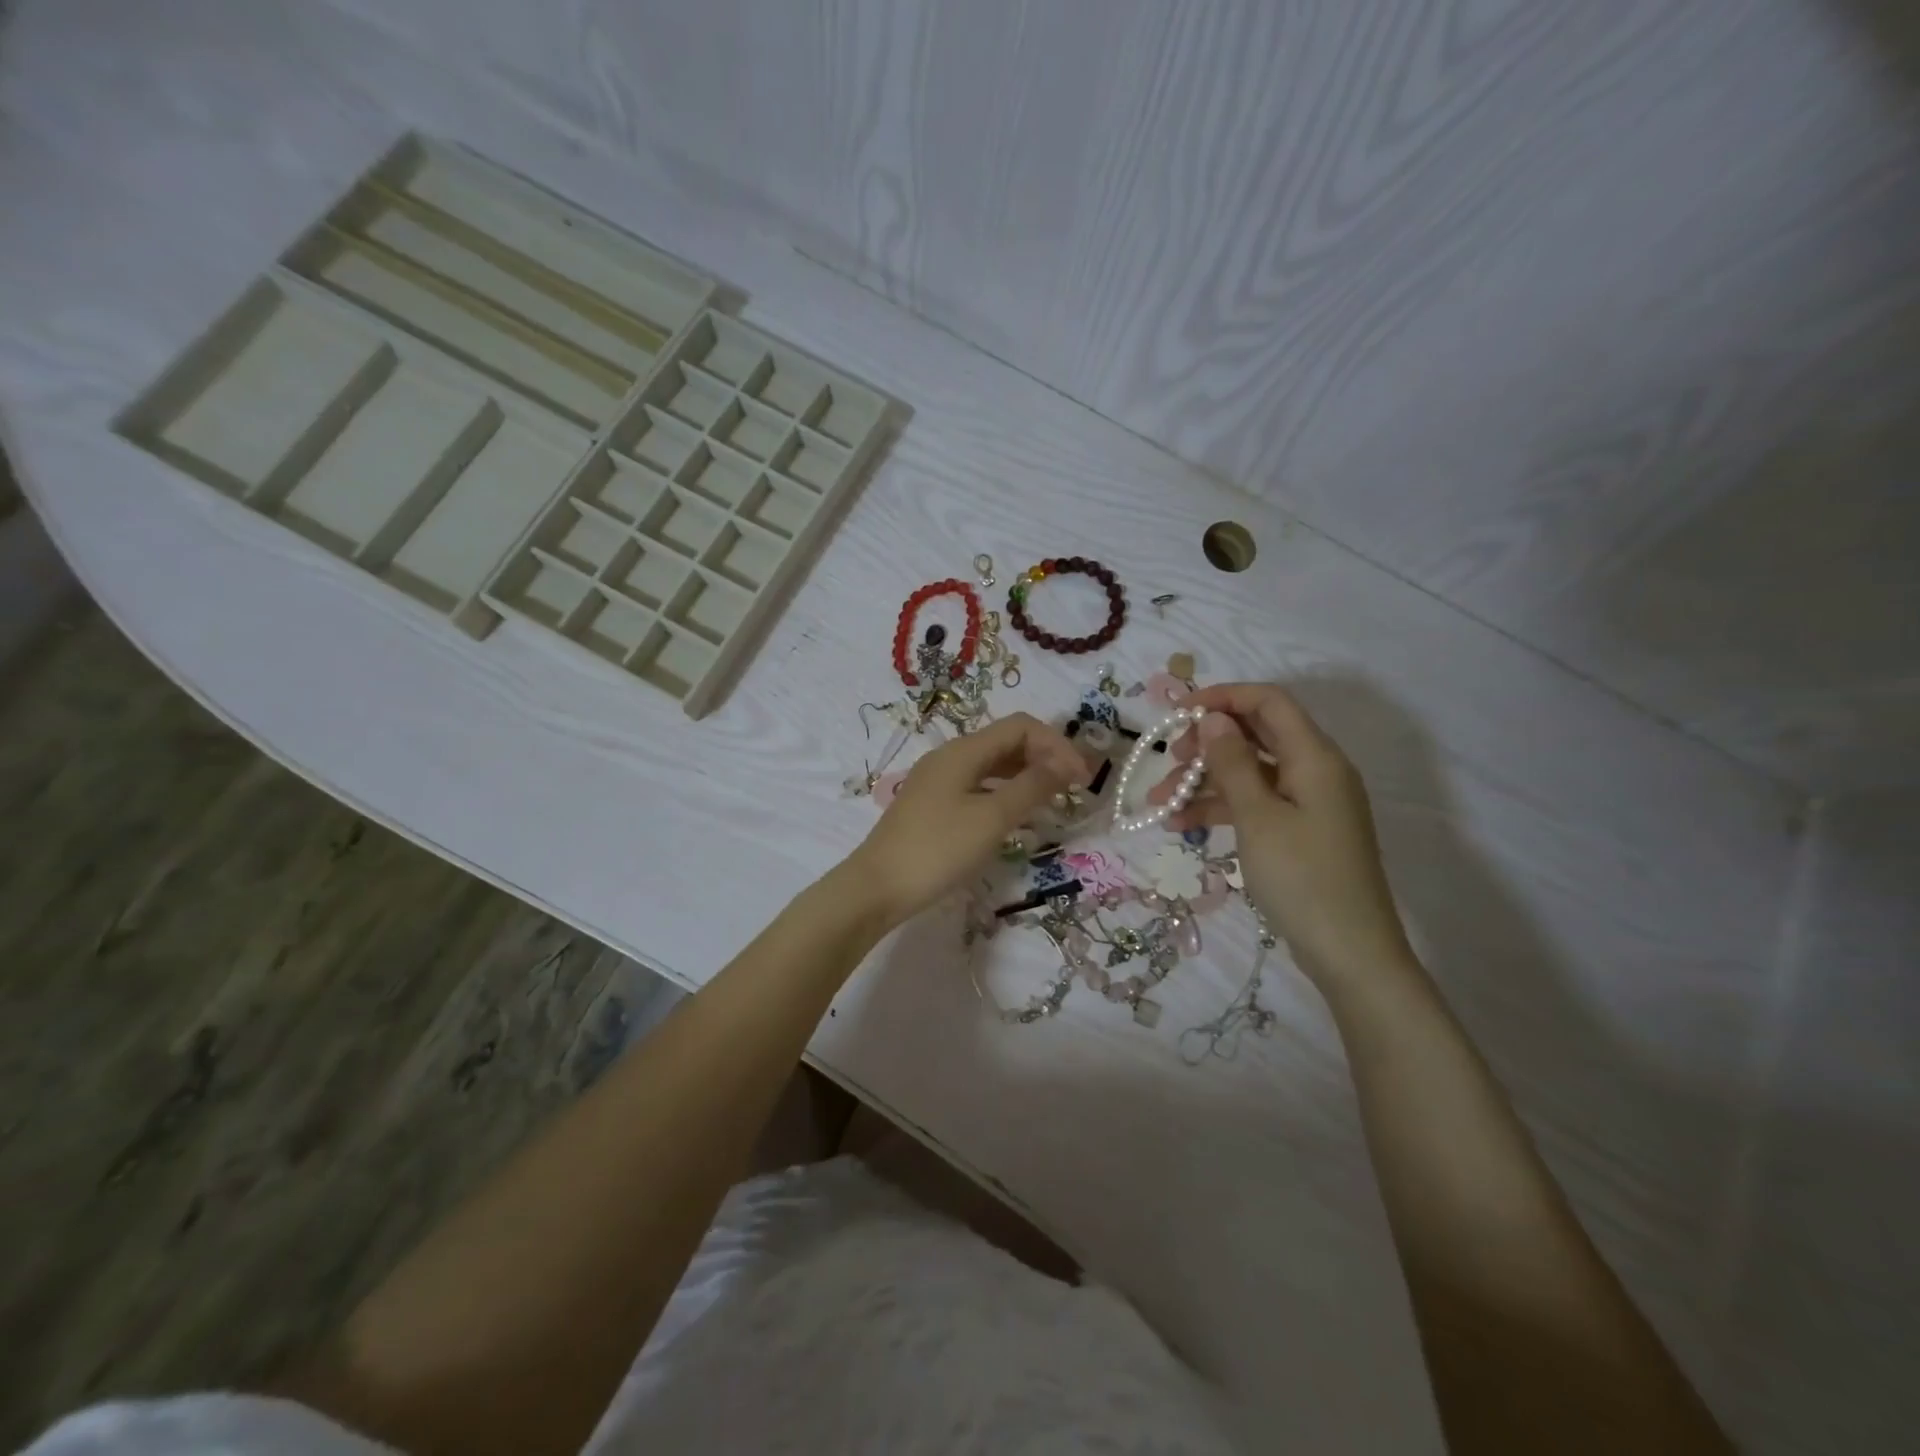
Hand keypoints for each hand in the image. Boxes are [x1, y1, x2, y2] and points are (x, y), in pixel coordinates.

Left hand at [846, 712, 1087, 927]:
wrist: (877, 887)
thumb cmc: (938, 849)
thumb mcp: (992, 818)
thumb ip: (1031, 788)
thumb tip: (1066, 764)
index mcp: (964, 750)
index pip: (1021, 727)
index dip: (1056, 745)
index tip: (1081, 779)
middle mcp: (950, 757)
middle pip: (1006, 742)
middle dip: (1044, 758)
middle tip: (1074, 789)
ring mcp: (938, 781)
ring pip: (992, 766)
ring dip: (1026, 776)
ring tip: (1052, 802)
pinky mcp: (933, 805)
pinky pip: (978, 787)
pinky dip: (1004, 794)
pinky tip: (1016, 817)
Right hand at [1149, 683, 1413, 984]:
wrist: (1349, 952)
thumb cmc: (1302, 878)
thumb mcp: (1258, 817)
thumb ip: (1233, 762)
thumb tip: (1213, 718)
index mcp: (1315, 757)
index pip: (1268, 702)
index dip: (1223, 697)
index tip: (1178, 712)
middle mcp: (1314, 770)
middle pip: (1255, 736)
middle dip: (1206, 744)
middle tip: (1169, 762)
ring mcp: (1307, 803)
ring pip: (1248, 773)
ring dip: (1204, 782)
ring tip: (1160, 805)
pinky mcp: (1299, 830)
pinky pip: (1255, 804)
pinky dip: (1220, 808)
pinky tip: (1181, 825)